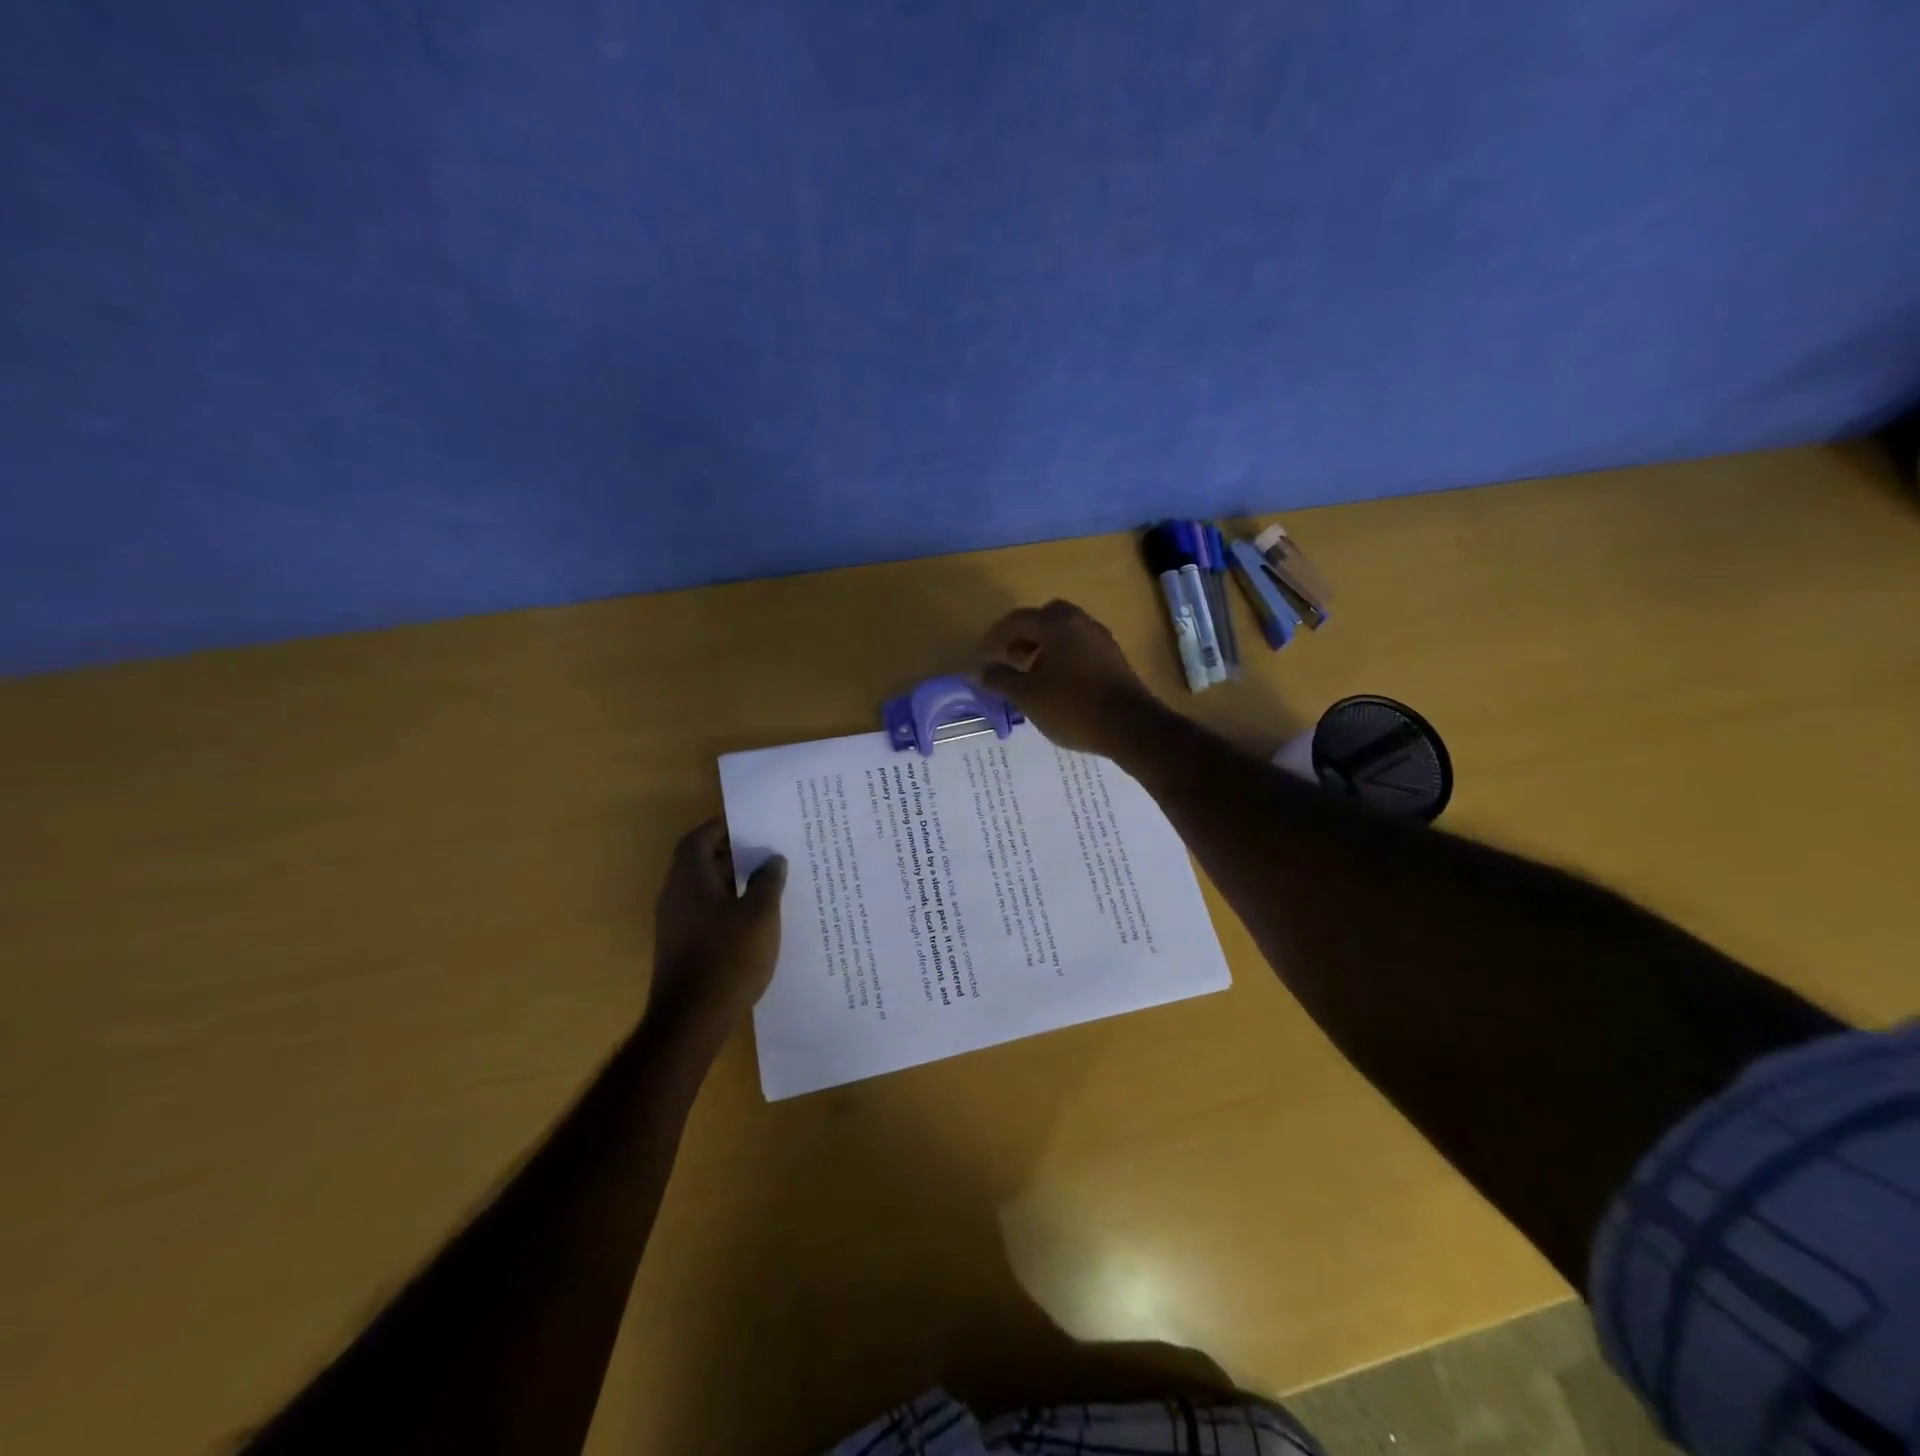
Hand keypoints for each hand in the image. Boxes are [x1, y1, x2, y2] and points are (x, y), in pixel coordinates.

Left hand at [648, 820, 786, 1035]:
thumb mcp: (760, 914)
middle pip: (699, 862)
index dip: (721, 827)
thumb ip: (767, 882)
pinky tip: (755, 915)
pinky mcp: (682, 947)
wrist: (692, 1020)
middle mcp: (675, 896)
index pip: (698, 839)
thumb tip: (772, 859)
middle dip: (731, 852)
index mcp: (689, 879)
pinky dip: (727, 903)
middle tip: (766, 848)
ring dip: (731, 879)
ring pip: (703, 889)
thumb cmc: (728, 957)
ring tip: (767, 878)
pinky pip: (705, 911)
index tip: (749, 822)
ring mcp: (675, 924)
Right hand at [976, 600, 1159, 756]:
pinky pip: (1081, 648)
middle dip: (1025, 635)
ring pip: (1066, 632)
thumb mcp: (1028, 696)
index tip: (983, 656)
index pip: (1018, 620)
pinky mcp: (1114, 659)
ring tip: (1032, 675)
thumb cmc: (1073, 707)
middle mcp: (1081, 623)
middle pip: (1046, 618)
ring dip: (1045, 647)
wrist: (1130, 727)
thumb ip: (1001, 679)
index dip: (995, 637)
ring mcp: (1102, 640)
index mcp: (1057, 624)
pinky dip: (1063, 657)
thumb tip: (981, 670)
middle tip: (1012, 658)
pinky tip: (1058, 685)